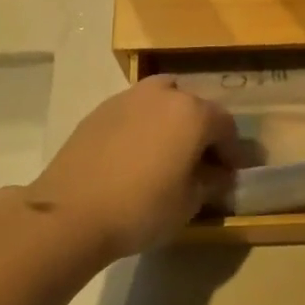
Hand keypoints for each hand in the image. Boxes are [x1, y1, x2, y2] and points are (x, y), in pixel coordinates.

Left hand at [24, 77, 237, 259]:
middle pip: (194, 106)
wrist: (72, 210)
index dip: (231, 151)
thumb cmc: (142, 208)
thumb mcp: (189, 203)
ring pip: (162, 101)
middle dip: (201, 131)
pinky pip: (134, 110)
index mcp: (193, 112)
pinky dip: (142, 125)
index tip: (230, 174)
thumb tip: (218, 173)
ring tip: (165, 152)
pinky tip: (134, 154)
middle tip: (199, 161)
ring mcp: (129, 96)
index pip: (225, 125)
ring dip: (171, 121)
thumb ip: (210, 181)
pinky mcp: (101, 109)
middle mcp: (164, 93)